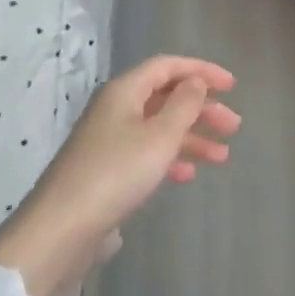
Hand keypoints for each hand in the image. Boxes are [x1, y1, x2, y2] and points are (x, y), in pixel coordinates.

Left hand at [0, 56, 240, 295]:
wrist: (61, 229)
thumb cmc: (116, 173)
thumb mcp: (160, 136)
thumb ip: (184, 104)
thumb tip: (195, 81)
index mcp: (124, 91)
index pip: (168, 66)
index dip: (201, 71)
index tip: (232, 86)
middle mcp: (116, 109)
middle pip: (166, 97)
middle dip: (202, 109)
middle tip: (233, 126)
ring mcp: (109, 140)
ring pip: (159, 127)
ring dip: (192, 137)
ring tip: (222, 157)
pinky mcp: (106, 170)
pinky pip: (146, 153)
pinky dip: (170, 158)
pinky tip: (188, 174)